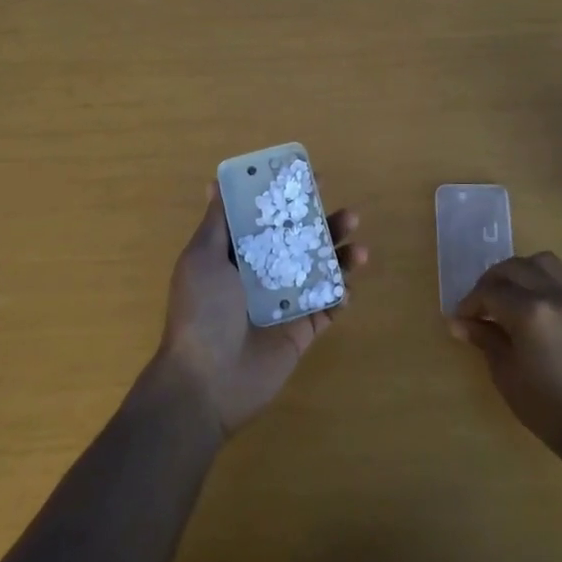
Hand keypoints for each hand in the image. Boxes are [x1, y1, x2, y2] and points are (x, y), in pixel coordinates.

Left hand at [151, 185, 366, 438]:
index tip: (315, 179)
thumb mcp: (202, 258)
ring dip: (342, 257)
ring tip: (359, 250)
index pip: (270, 219)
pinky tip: (349, 287)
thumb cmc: (201, 312)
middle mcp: (264, 274)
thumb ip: (217, 222)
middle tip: (349, 213)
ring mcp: (285, 303)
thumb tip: (216, 183)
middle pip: (302, 241)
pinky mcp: (302, 331)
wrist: (206, 382)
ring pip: (321, 271)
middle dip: (326, 225)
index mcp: (238, 255)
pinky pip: (328, 308)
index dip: (291, 199)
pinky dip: (342, 295)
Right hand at [451, 253, 561, 454]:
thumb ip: (483, 337)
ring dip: (520, 271)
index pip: (490, 293)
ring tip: (509, 293)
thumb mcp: (505, 371)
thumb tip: (456, 322)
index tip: (460, 318)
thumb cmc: (543, 404)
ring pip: (542, 261)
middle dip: (490, 282)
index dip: (470, 303)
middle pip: (513, 268)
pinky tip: (538, 298)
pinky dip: (547, 277)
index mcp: (529, 312)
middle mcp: (553, 294)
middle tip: (479, 304)